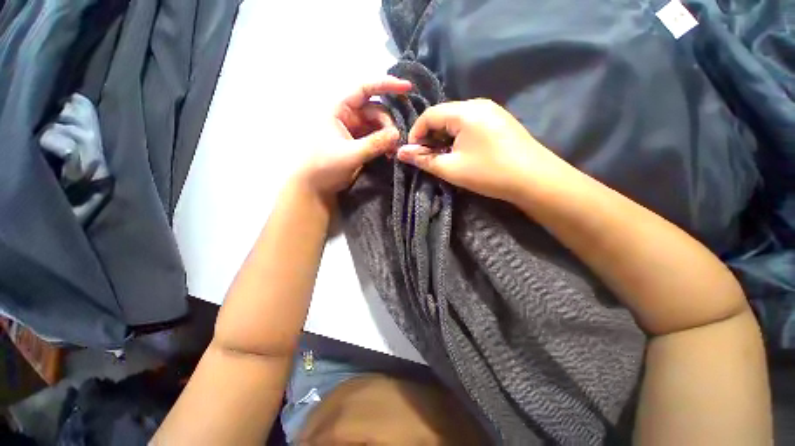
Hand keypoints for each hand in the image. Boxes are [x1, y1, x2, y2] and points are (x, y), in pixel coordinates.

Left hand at [295, 77, 411, 201]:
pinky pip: (376, 137)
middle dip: (389, 124)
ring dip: (388, 136)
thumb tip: (398, 134)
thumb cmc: (324, 166)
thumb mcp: (350, 154)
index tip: (407, 88)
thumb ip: (374, 144)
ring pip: (378, 125)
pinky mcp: (358, 142)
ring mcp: (353, 129)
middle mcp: (347, 115)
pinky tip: (389, 153)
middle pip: (376, 110)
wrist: (315, 187)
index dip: (386, 85)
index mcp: (338, 108)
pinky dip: (384, 144)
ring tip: (392, 152)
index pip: (364, 88)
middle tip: (397, 142)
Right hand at [397, 99, 572, 203]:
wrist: (535, 179)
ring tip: (442, 156)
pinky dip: (458, 136)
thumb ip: (423, 159)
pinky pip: (469, 123)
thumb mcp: (451, 168)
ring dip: (443, 137)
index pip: (429, 115)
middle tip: (426, 157)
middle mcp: (477, 103)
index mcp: (464, 111)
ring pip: (456, 120)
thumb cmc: (489, 173)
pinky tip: (460, 152)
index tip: (412, 153)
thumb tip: (400, 152)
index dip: (416, 133)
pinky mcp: (498, 120)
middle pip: (442, 115)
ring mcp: (491, 110)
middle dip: (430, 136)